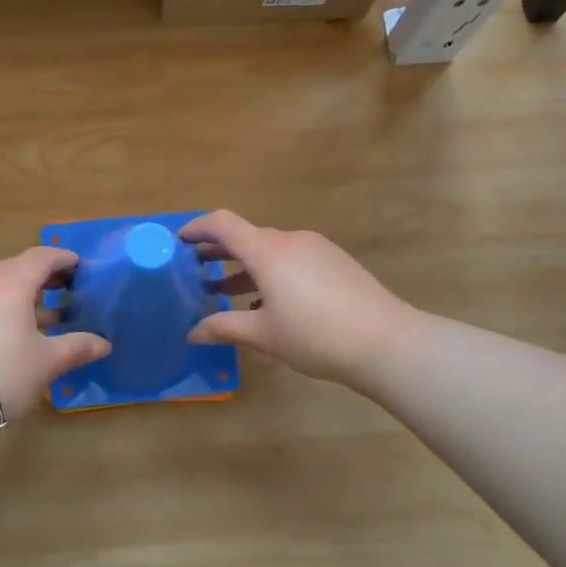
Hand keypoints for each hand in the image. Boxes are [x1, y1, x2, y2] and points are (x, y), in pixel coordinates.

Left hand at [0, 246, 110, 432]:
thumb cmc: (4, 372)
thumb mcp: (47, 361)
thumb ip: (77, 347)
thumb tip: (104, 344)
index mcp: (10, 281)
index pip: (41, 257)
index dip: (63, 260)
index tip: (80, 268)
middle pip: (16, 270)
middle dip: (43, 279)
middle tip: (65, 292)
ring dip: (20, 298)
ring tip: (42, 320)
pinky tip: (9, 336)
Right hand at [184, 210, 417, 389]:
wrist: (387, 342)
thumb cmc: (316, 336)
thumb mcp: (264, 335)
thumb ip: (225, 328)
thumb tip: (192, 333)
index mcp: (268, 251)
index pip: (223, 224)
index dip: (197, 228)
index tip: (178, 242)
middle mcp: (291, 241)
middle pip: (247, 237)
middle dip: (218, 251)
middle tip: (194, 269)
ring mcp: (316, 249)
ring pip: (270, 250)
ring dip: (245, 266)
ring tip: (224, 290)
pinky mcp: (335, 262)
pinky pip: (292, 260)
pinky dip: (271, 273)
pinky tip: (267, 303)